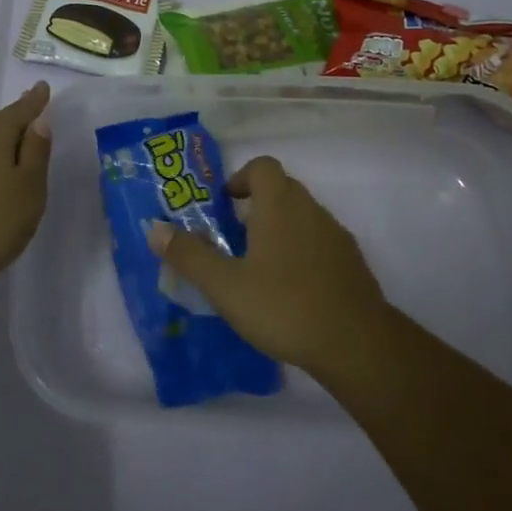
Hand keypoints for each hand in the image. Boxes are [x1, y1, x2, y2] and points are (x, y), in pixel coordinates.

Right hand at [146, 155, 387, 378]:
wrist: (357, 344)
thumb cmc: (284, 305)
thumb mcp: (225, 285)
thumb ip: (189, 255)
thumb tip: (155, 228)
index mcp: (280, 204)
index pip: (262, 166)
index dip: (241, 178)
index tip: (224, 206)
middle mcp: (311, 209)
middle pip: (281, 190)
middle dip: (255, 207)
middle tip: (232, 240)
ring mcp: (336, 235)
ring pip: (301, 218)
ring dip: (279, 231)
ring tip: (257, 269)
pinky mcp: (351, 263)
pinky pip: (319, 243)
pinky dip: (301, 253)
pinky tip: (290, 291)